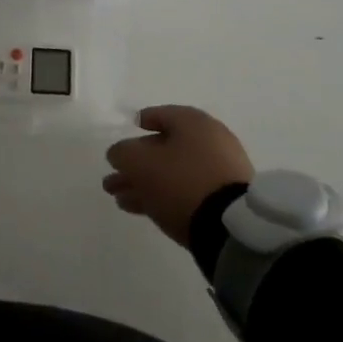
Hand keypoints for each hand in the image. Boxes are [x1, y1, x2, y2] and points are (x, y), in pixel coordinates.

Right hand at [103, 105, 253, 245]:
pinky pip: (186, 191)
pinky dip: (163, 196)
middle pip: (165, 148)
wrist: (229, 227)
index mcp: (194, 123)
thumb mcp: (140, 163)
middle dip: (136, 163)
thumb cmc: (181, 181)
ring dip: (144, 183)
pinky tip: (140, 208)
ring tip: (119, 198)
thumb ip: (123, 153)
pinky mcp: (223, 200)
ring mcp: (219, 172)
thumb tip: (119, 153)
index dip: (144, 120)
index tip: (131, 129)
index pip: (164, 114)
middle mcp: (210, 141)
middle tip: (112, 178)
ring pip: (173, 173)